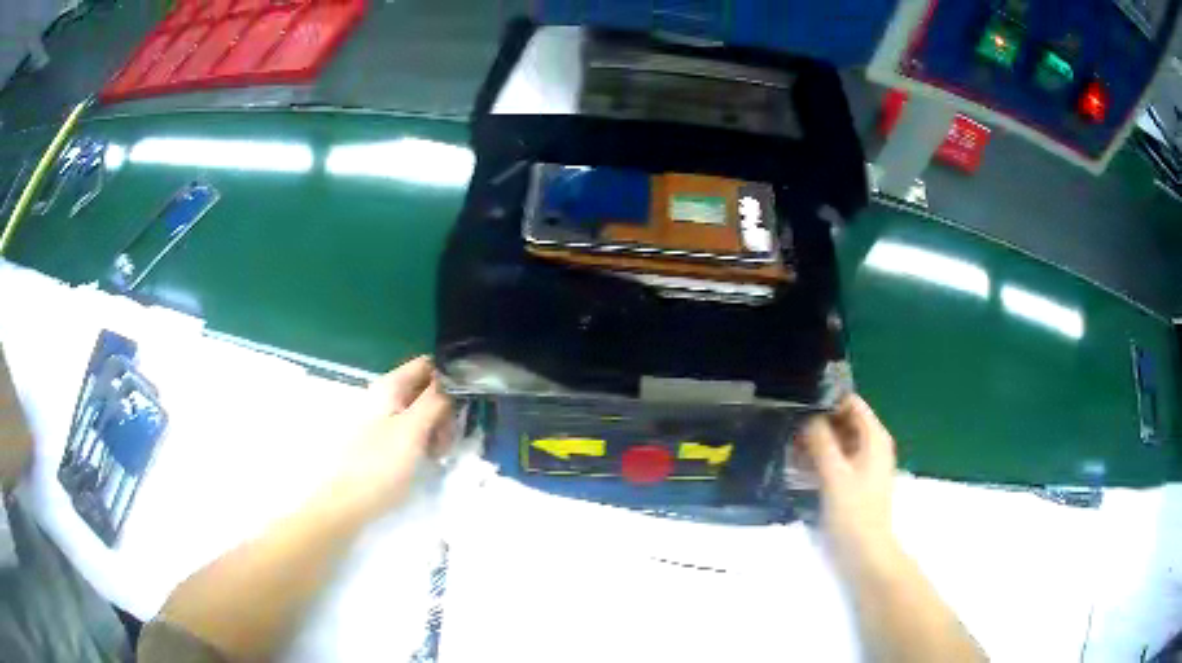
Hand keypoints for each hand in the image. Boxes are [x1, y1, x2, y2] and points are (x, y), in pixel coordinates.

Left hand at [326, 357, 453, 520]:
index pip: (427, 365)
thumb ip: (435, 400)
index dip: (449, 378)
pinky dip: (426, 439)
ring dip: (438, 427)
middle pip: (426, 388)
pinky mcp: (385, 438)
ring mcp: (385, 417)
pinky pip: (414, 428)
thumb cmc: (380, 464)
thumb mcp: (412, 430)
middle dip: (445, 409)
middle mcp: (386, 395)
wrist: (349, 502)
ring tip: (440, 452)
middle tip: (449, 437)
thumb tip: (455, 377)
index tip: (465, 401)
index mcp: (390, 386)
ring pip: (422, 410)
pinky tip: (429, 457)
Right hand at [798, 394, 897, 567]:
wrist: (865, 552)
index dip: (827, 401)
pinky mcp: (857, 481)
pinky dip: (822, 459)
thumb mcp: (834, 474)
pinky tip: (799, 468)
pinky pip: (838, 459)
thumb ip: (821, 442)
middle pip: (845, 421)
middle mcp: (873, 445)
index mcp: (875, 438)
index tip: (800, 406)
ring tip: (790, 449)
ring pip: (840, 441)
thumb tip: (808, 416)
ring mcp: (866, 464)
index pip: (852, 403)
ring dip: (818, 443)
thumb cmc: (853, 512)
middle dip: (819, 423)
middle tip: (789, 431)